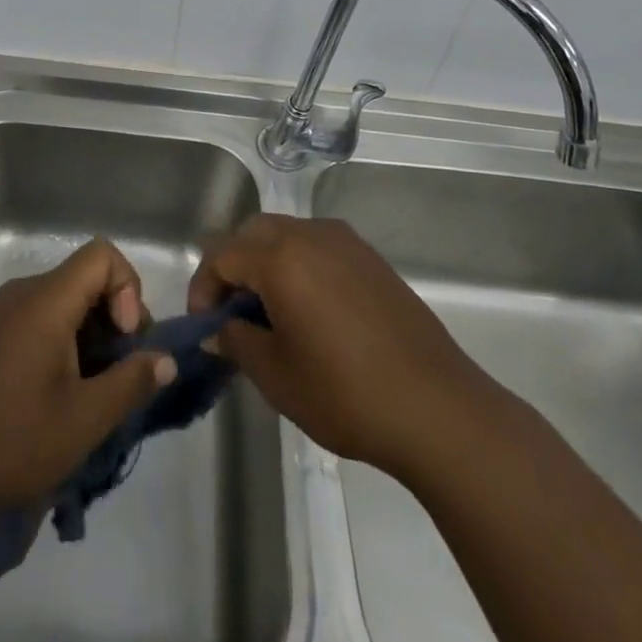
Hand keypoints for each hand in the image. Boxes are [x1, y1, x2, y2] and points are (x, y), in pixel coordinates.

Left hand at [0, 238, 174, 514]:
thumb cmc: (16, 440)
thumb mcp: (86, 418)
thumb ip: (132, 381)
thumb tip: (166, 359)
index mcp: (46, 300)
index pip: (102, 255)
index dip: (127, 289)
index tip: (125, 338)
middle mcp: (26, 292)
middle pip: (87, 276)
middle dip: (117, 315)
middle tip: (122, 369)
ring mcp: (8, 311)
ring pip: (69, 298)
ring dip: (95, 332)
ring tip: (99, 386)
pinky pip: (47, 315)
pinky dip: (71, 339)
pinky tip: (70, 388)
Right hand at [188, 215, 492, 477]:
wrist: (437, 408)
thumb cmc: (345, 392)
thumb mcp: (275, 375)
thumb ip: (235, 340)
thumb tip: (217, 329)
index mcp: (280, 257)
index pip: (222, 255)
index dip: (204, 288)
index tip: (206, 327)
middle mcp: (310, 234)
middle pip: (253, 233)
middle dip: (234, 267)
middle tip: (233, 314)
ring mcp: (346, 242)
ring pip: (287, 235)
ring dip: (267, 263)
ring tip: (270, 313)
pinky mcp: (372, 259)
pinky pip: (319, 247)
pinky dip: (300, 265)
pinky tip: (311, 311)